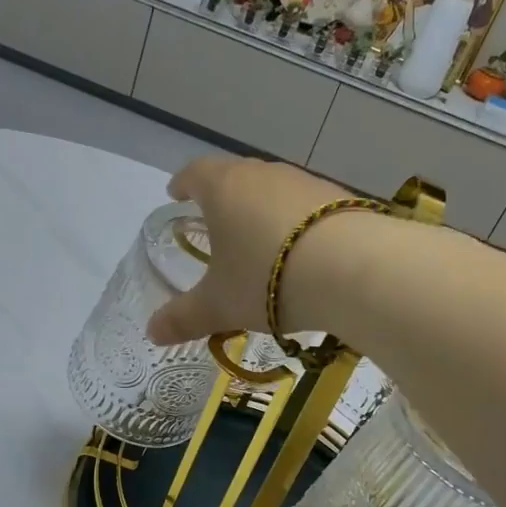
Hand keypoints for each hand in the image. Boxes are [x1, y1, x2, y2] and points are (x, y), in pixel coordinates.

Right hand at [144, 157, 353, 346]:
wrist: (354, 269)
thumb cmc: (266, 279)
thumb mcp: (219, 306)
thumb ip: (183, 317)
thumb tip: (151, 332)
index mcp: (224, 188)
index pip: (195, 173)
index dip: (182, 184)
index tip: (176, 194)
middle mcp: (263, 174)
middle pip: (235, 175)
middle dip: (222, 196)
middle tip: (215, 221)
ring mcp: (304, 182)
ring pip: (273, 189)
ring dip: (261, 208)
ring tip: (259, 239)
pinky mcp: (339, 198)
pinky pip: (306, 205)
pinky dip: (295, 222)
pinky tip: (301, 250)